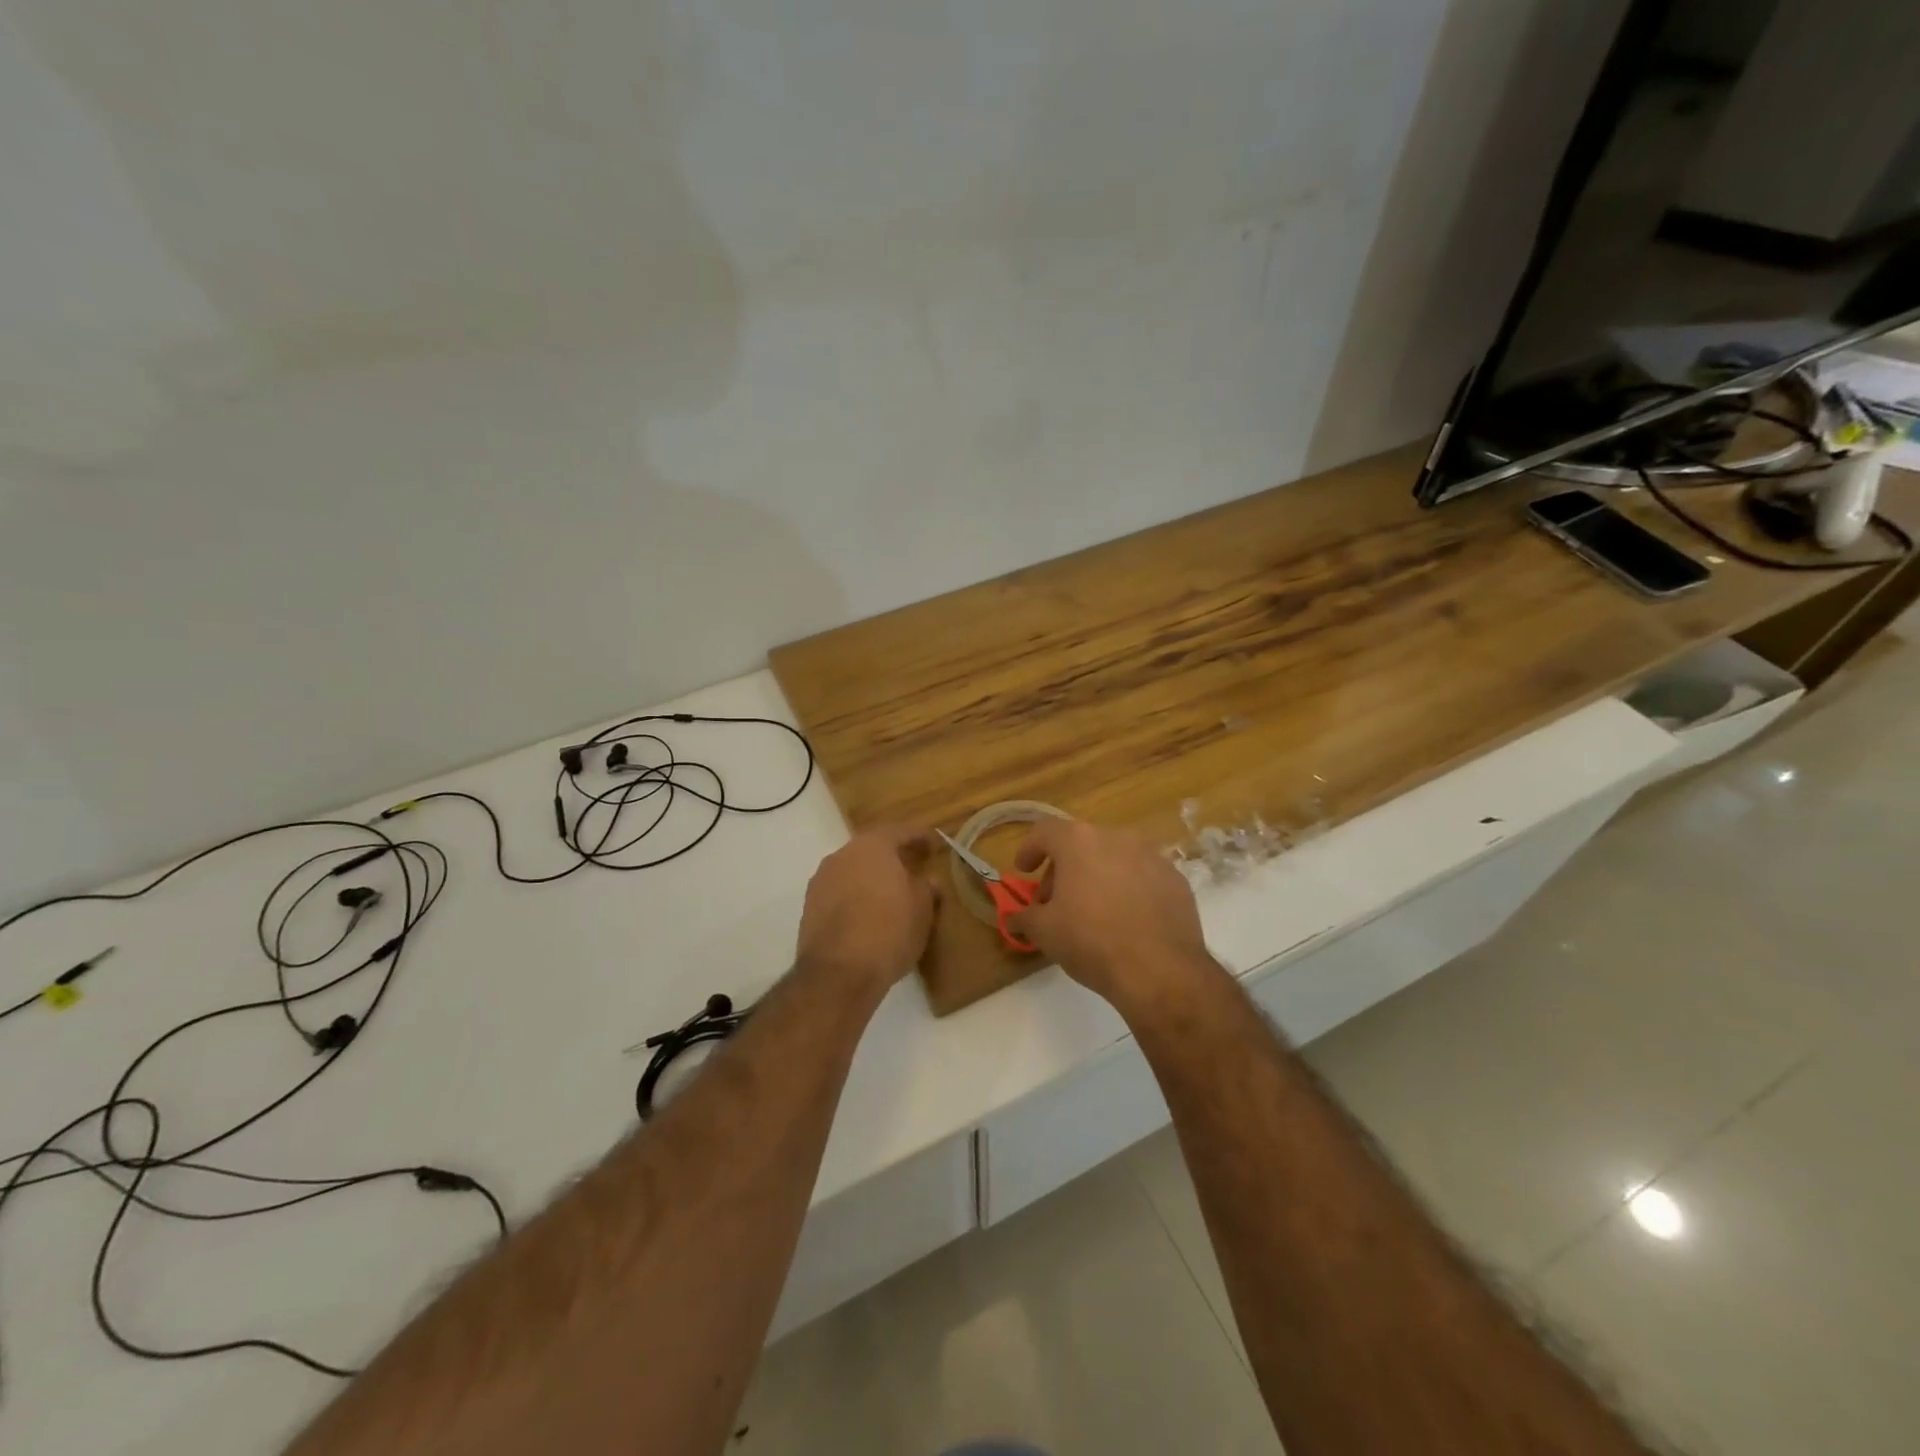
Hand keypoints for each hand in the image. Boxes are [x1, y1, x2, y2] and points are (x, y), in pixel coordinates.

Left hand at [795, 826, 937, 995]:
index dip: (920, 837)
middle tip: (913, 866)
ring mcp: (822, 881)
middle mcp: (842, 855)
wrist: (838, 974)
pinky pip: (840, 892)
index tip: (934, 844)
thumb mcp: (922, 910)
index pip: (900, 832)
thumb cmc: (890, 932)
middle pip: (872, 849)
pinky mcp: (810, 907)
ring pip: (853, 870)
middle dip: (893, 857)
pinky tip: (869, 913)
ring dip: (872, 878)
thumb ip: (925, 888)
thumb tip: (926, 881)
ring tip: (891, 894)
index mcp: (873, 847)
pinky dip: (856, 896)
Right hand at [1007, 819, 1213, 1010]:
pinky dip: (1128, 889)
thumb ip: (1024, 917)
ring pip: (1114, 858)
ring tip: (1092, 911)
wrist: (1160, 971)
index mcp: (1079, 842)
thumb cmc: (1091, 941)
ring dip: (1097, 876)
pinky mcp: (1176, 880)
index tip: (1024, 871)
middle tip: (1055, 901)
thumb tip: (1015, 918)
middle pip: (1081, 844)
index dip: (1029, 849)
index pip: (1045, 831)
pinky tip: (1126, 920)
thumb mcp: (1044, 932)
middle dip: (1063, 869)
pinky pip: (1142, 877)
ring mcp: (1152, 856)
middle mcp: (1117, 838)